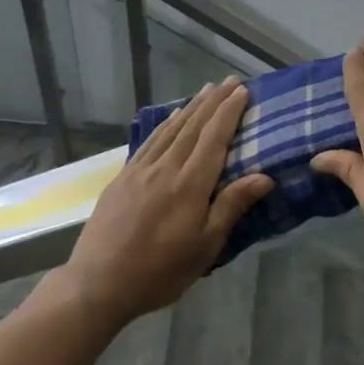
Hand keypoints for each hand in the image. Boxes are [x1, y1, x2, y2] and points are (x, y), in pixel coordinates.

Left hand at [61, 78, 273, 330]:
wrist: (99, 283)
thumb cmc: (160, 270)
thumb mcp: (205, 246)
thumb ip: (231, 206)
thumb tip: (265, 177)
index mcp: (190, 185)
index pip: (214, 139)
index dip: (229, 113)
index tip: (243, 91)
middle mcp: (166, 169)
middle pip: (194, 127)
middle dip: (214, 102)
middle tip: (230, 81)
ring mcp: (140, 171)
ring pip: (171, 130)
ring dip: (191, 108)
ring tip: (206, 90)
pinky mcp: (122, 179)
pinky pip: (149, 142)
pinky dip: (164, 125)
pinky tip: (172, 117)